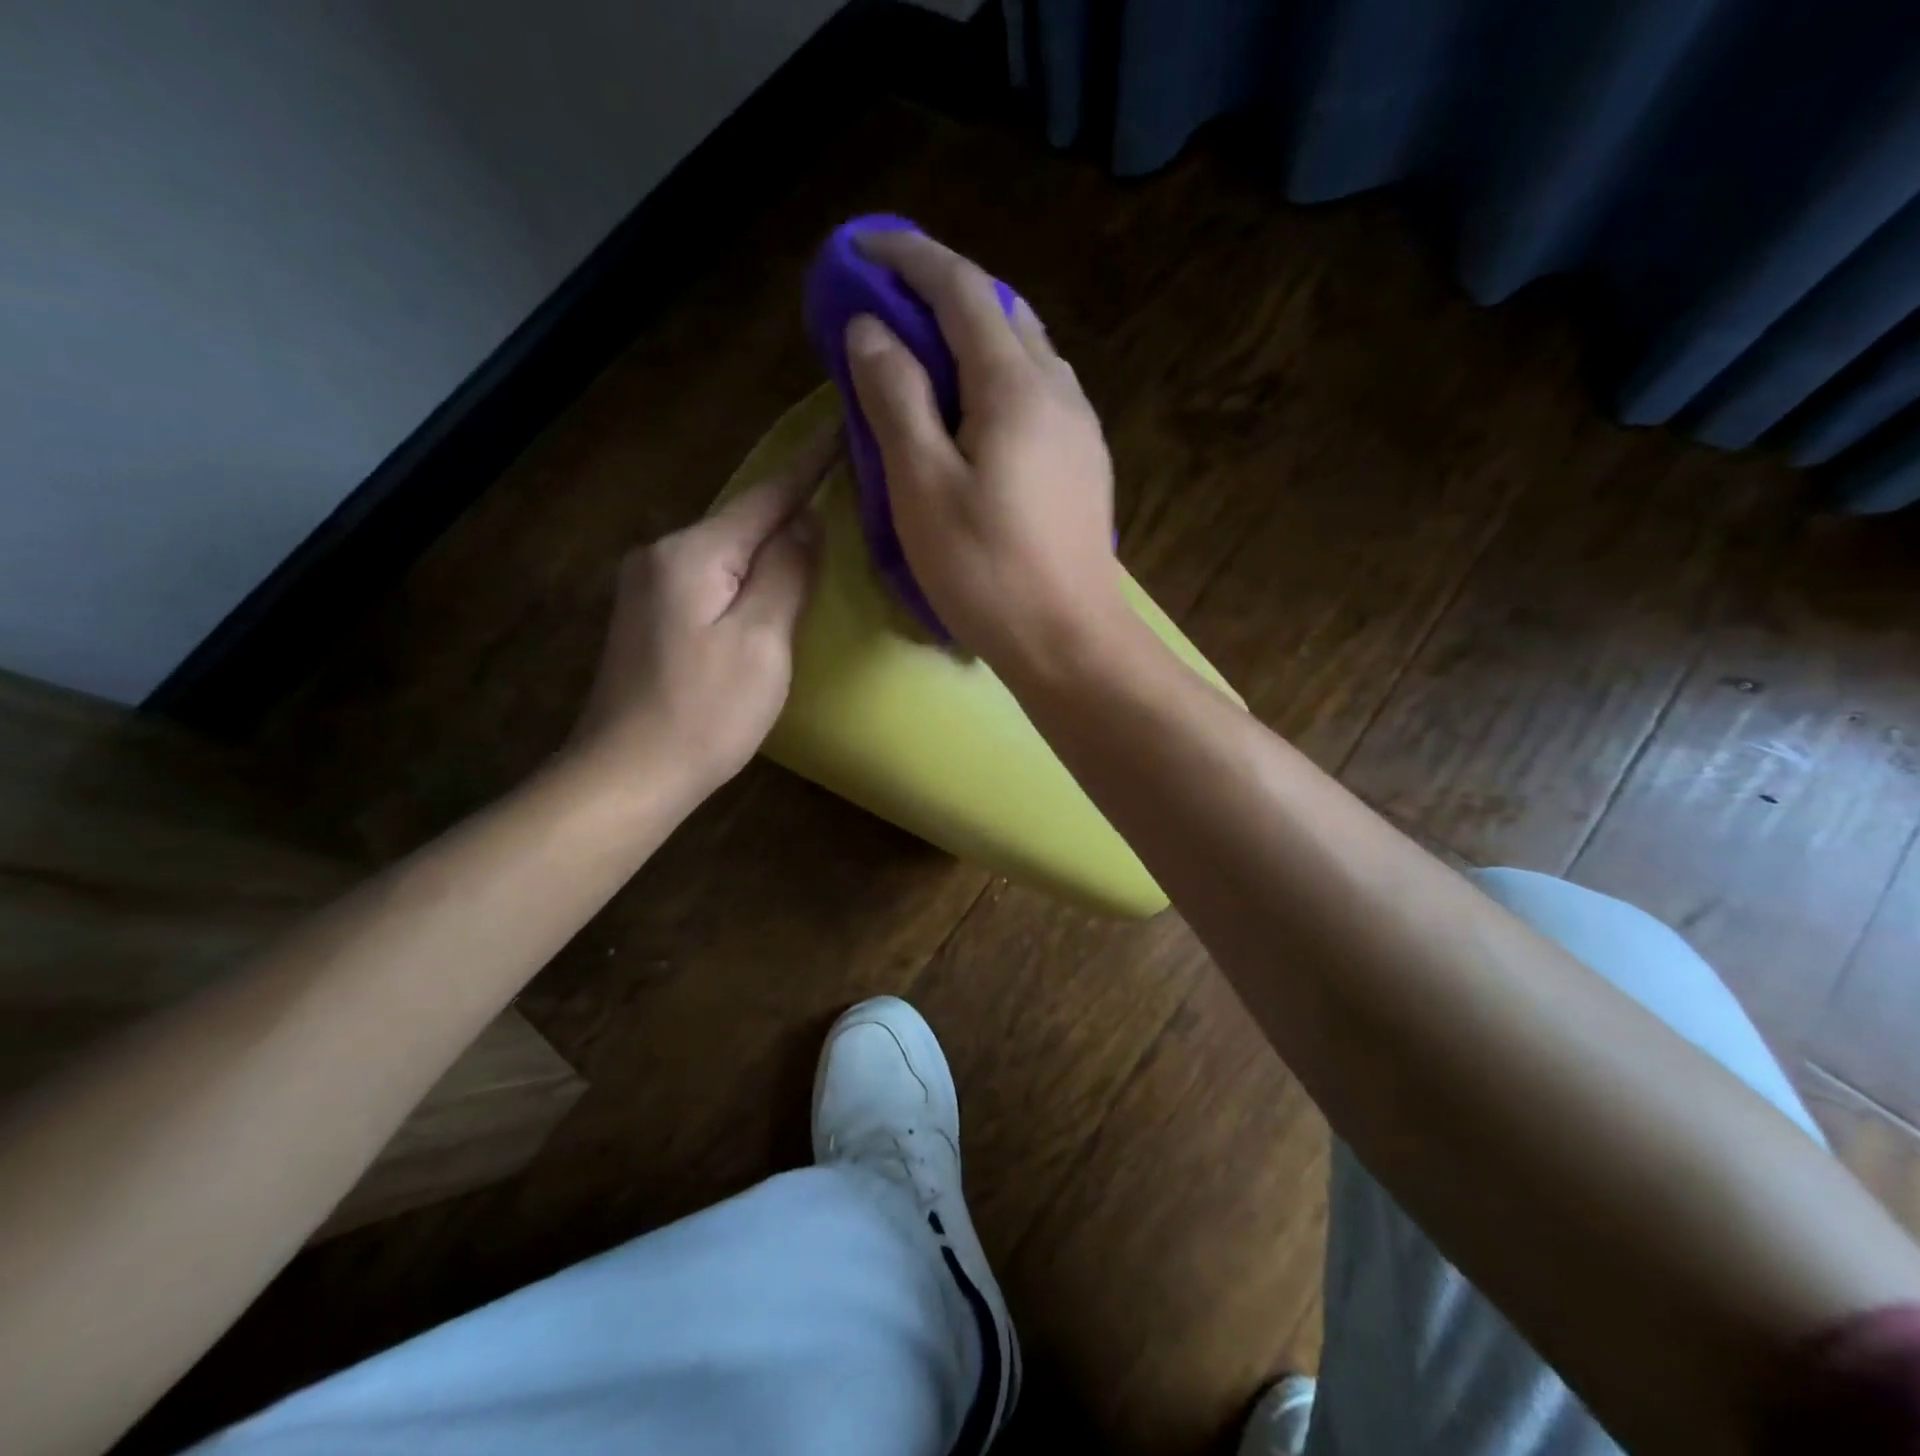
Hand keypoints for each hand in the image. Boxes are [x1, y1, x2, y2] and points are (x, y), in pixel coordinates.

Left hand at [568, 428, 834, 796]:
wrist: (628, 774)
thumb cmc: (706, 711)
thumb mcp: (761, 641)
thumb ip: (786, 572)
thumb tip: (807, 520)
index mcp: (693, 554)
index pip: (765, 498)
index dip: (809, 466)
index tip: (843, 430)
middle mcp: (662, 555)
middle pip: (741, 521)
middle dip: (790, 506)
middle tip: (843, 486)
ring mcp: (648, 587)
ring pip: (725, 552)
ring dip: (768, 543)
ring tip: (815, 531)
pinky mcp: (648, 618)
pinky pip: (708, 578)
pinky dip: (744, 574)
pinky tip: (766, 582)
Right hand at [843, 229, 1125, 672]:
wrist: (1070, 641)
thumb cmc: (987, 572)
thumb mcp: (922, 487)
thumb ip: (896, 399)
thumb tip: (872, 330)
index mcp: (1014, 386)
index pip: (961, 289)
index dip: (909, 257)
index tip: (860, 246)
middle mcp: (1058, 389)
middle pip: (1000, 312)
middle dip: (942, 292)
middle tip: (889, 305)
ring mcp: (1080, 427)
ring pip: (1025, 352)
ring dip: (974, 336)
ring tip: (927, 356)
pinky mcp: (1085, 463)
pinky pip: (1039, 393)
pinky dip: (998, 378)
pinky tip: (975, 413)